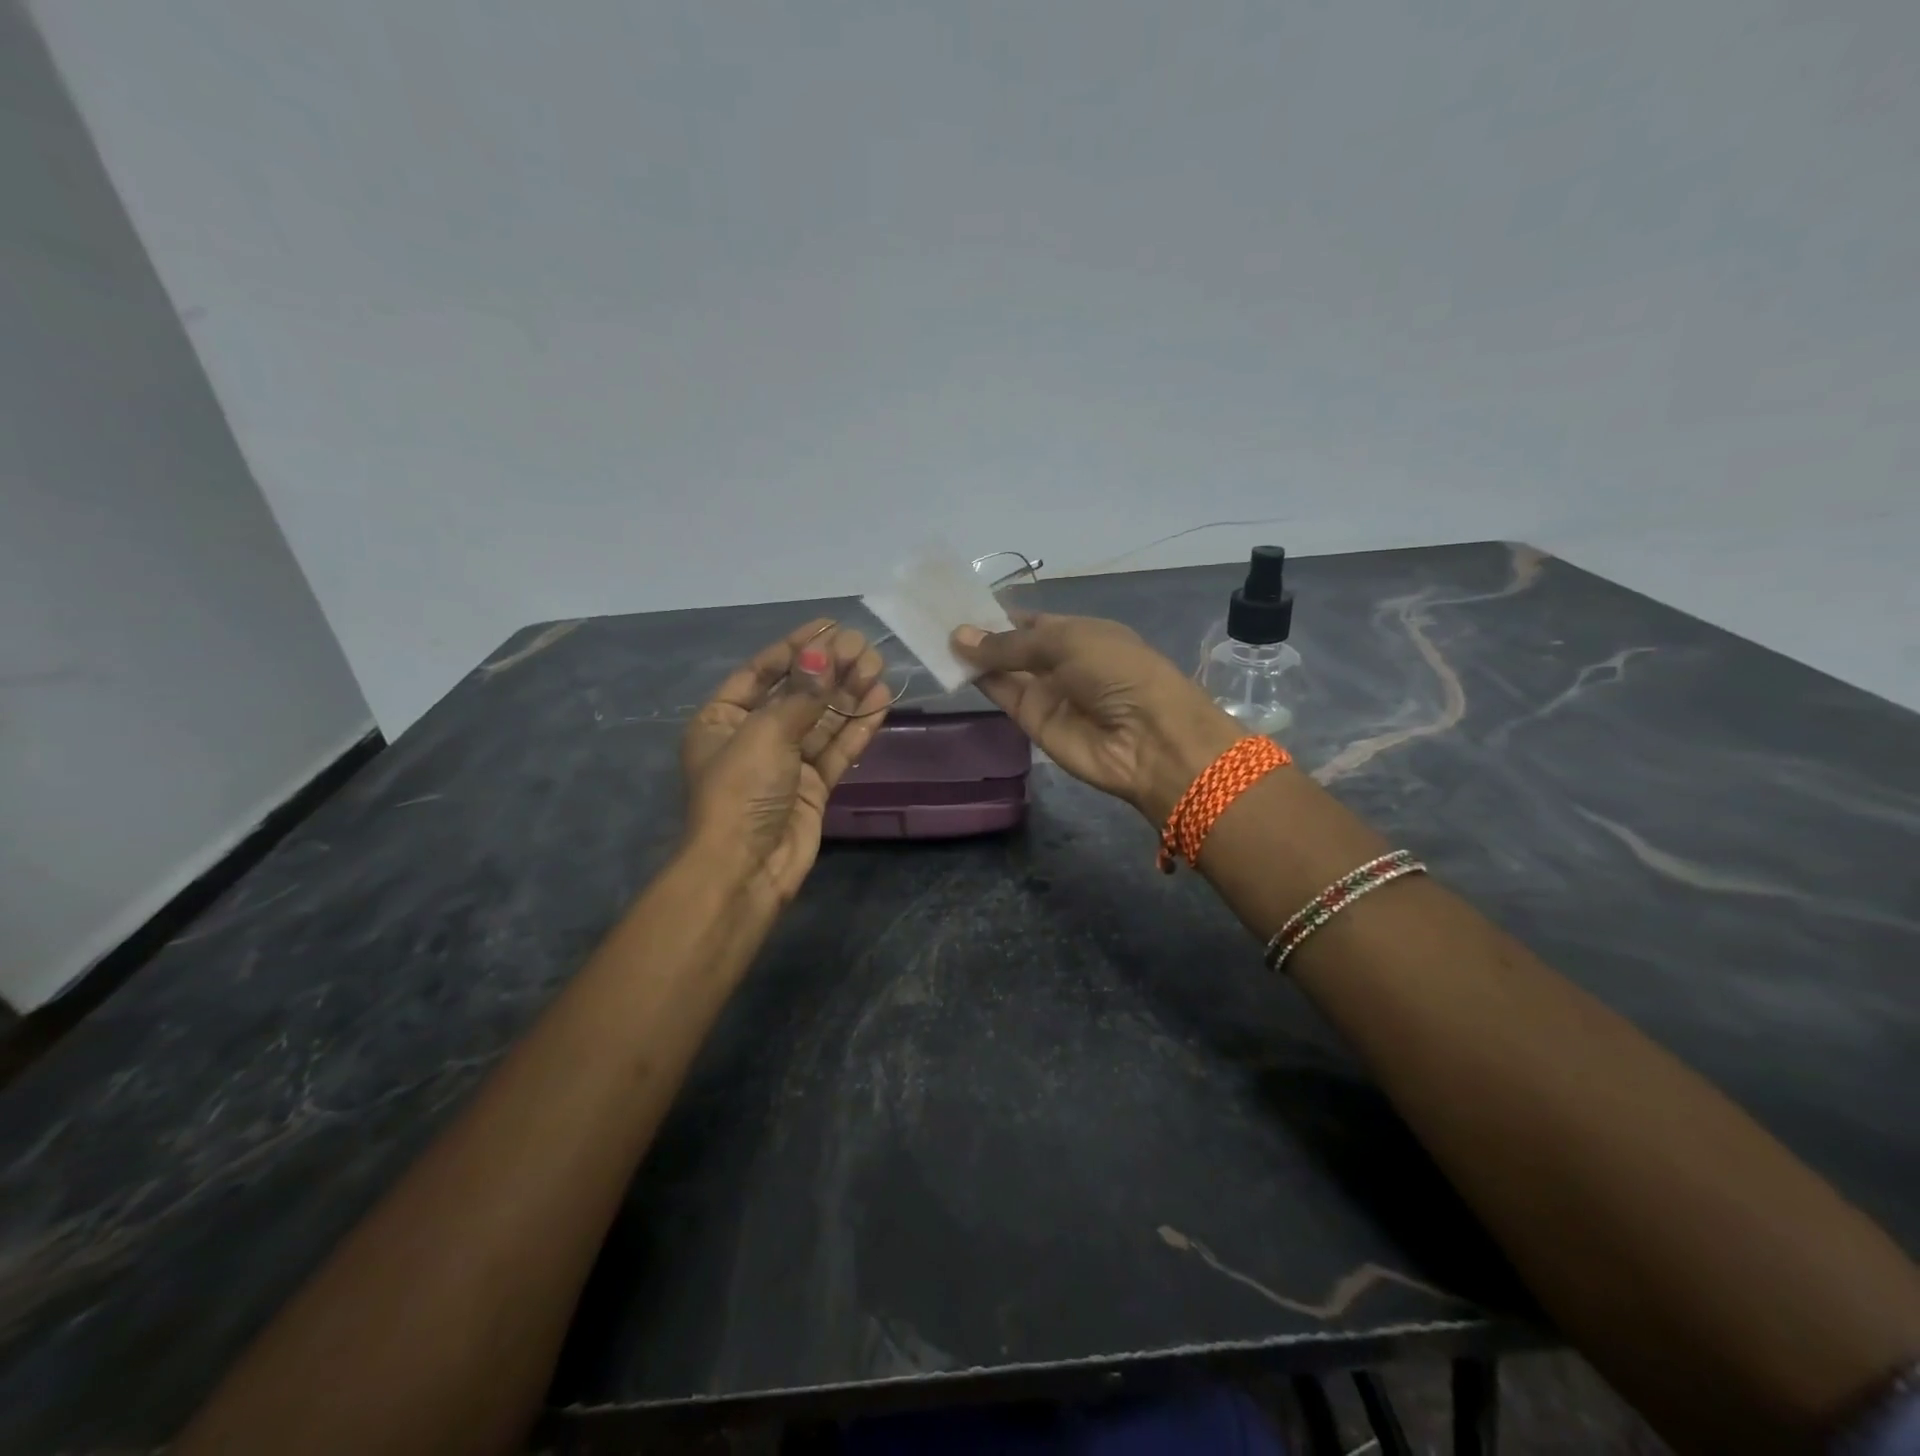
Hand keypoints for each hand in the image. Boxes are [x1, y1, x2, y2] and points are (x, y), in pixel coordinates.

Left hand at [681, 620, 889, 902]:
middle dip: (830, 670)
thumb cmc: (741, 792)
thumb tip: (825, 653)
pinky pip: (837, 750)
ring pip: (822, 721)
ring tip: (878, 666)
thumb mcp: (765, 734)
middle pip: (797, 694)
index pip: (761, 672)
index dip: (796, 647)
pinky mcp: (812, 788)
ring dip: (849, 694)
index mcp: (722, 720)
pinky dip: (858, 727)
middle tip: (865, 646)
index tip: (831, 625)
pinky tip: (880, 701)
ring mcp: (785, 764)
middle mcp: (753, 737)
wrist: (746, 869)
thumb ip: (800, 695)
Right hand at [951, 613, 1240, 822]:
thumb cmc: (1118, 673)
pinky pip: (1001, 694)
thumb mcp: (1067, 643)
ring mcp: (1045, 692)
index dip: (998, 614)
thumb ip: (1010, 643)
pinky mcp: (1031, 721)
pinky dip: (977, 679)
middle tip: (934, 617)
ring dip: (973, 655)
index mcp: (1079, 633)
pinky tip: (950, 662)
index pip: (1030, 621)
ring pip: (1002, 669)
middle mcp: (1060, 661)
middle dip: (980, 633)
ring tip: (932, 634)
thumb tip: (959, 635)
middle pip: (1013, 646)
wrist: (1146, 739)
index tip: (958, 603)